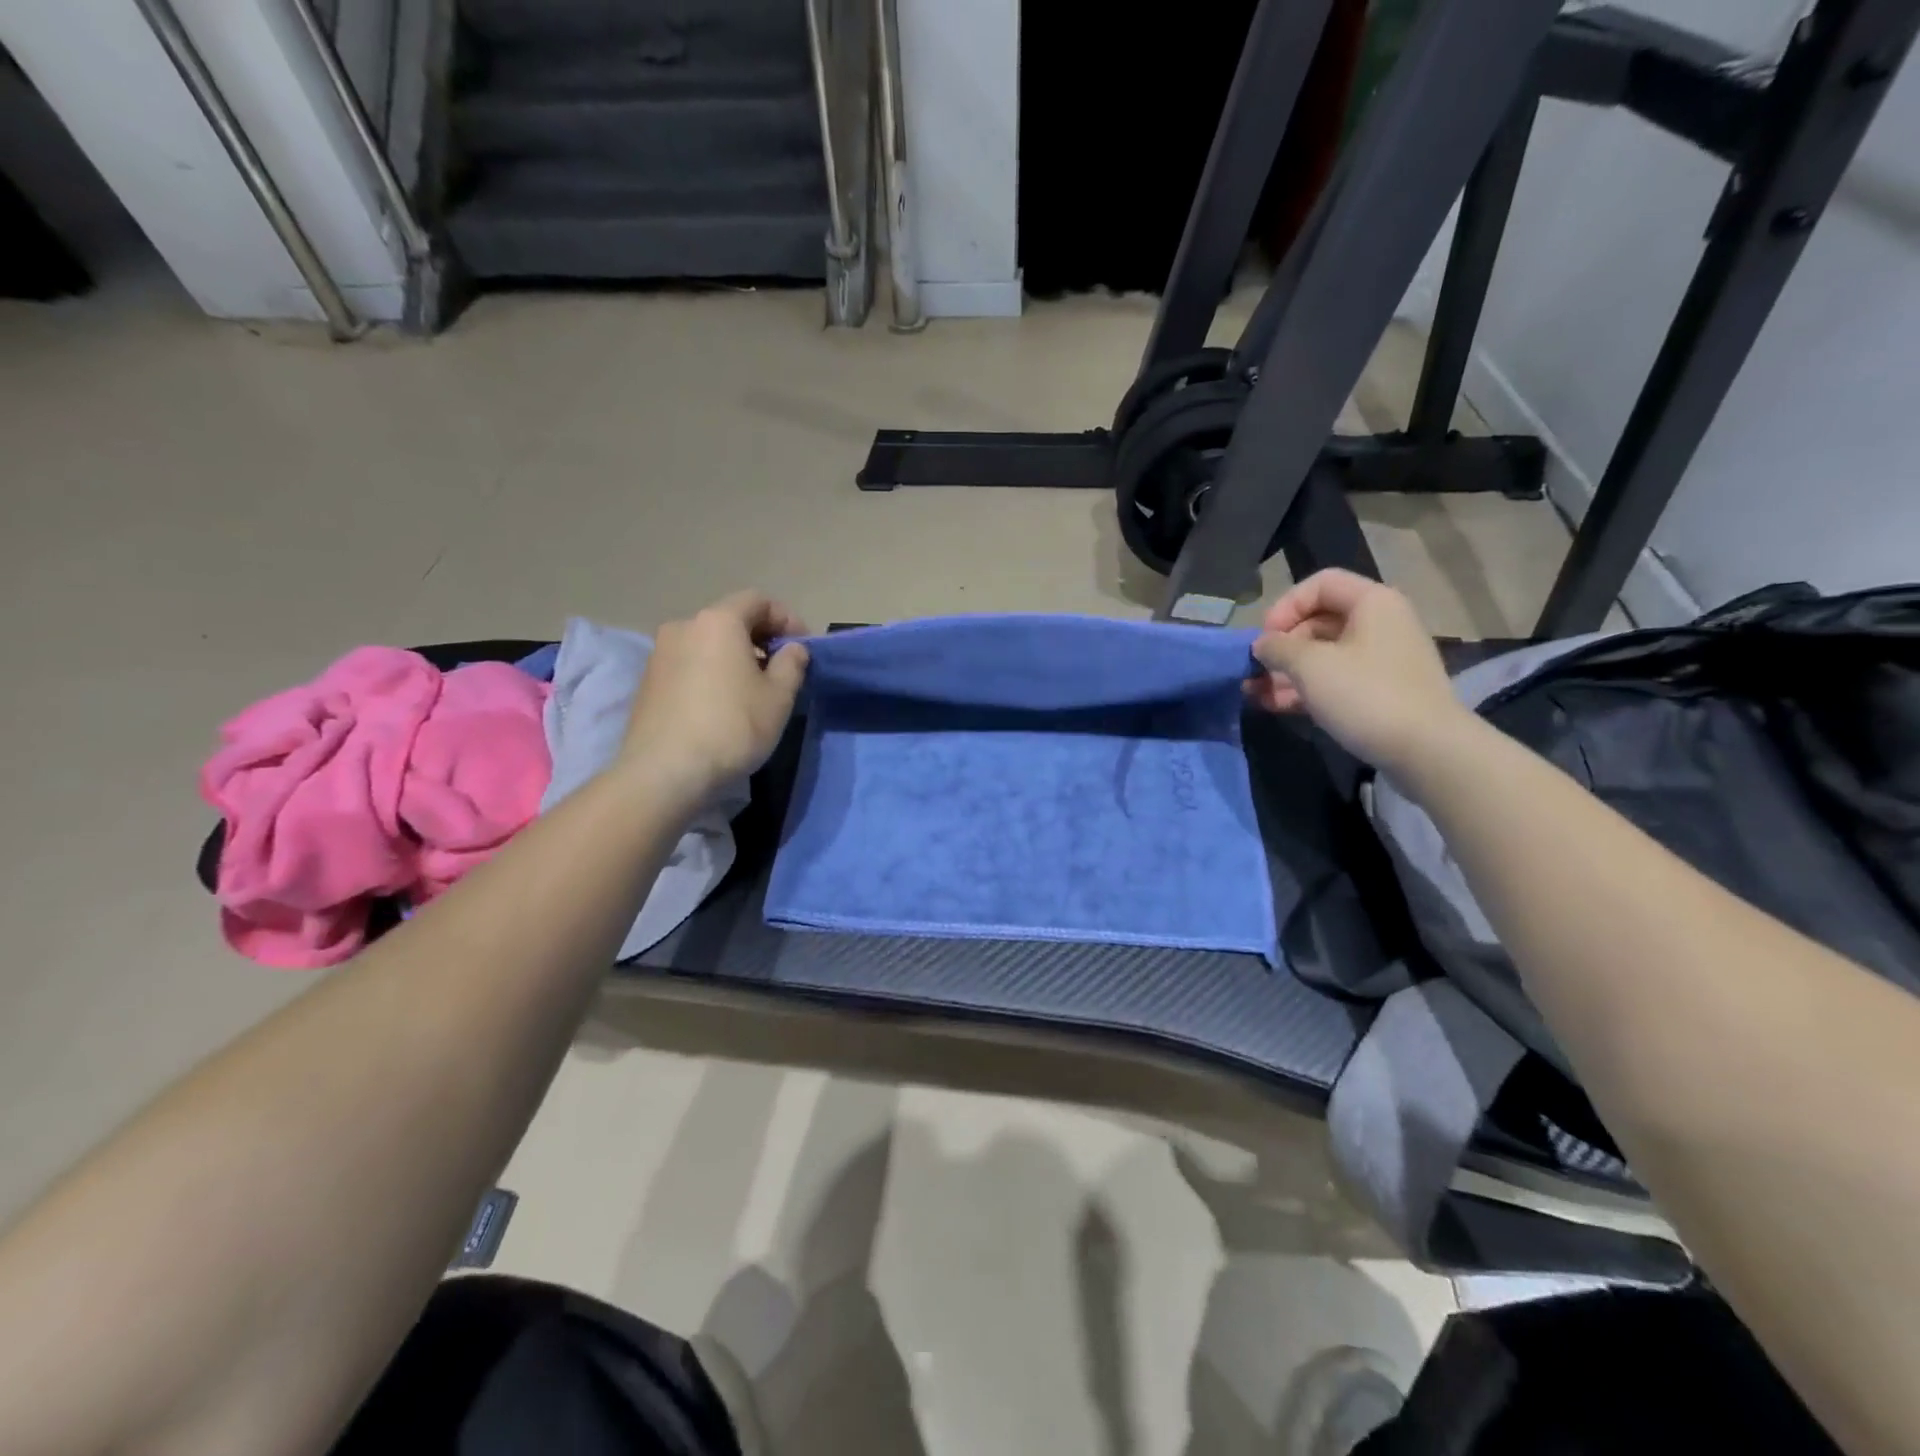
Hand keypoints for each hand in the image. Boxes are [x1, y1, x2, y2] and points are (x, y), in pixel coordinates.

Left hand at [620, 591, 809, 800]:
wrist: (664, 772)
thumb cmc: (732, 727)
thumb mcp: (778, 697)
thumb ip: (792, 664)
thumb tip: (792, 649)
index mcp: (719, 621)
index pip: (758, 600)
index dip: (787, 618)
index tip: (803, 647)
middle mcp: (684, 626)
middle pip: (730, 619)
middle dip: (760, 638)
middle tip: (782, 669)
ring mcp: (660, 654)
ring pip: (708, 643)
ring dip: (734, 657)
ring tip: (753, 689)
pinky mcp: (648, 682)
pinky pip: (690, 664)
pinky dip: (711, 673)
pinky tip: (723, 705)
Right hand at [1248, 569, 1467, 773]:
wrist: (1426, 750)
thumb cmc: (1365, 694)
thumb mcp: (1310, 665)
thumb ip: (1278, 647)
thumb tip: (1262, 644)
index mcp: (1372, 603)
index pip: (1319, 584)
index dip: (1285, 606)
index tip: (1265, 637)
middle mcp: (1380, 624)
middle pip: (1318, 621)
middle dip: (1281, 645)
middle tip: (1256, 669)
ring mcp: (1381, 660)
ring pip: (1323, 655)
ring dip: (1286, 672)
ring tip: (1254, 692)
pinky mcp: (1380, 692)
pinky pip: (1335, 680)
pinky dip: (1304, 689)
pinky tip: (1274, 705)